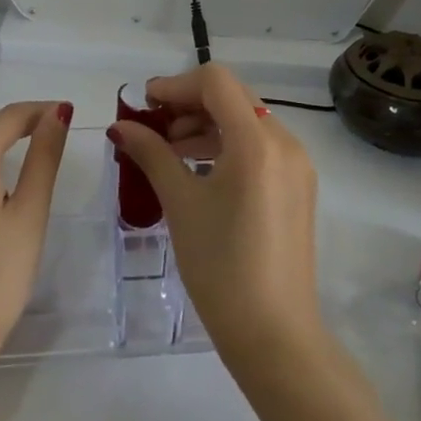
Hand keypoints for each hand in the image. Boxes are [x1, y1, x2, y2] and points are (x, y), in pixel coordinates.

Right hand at [106, 65, 321, 369]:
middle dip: (189, 103)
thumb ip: (151, 154)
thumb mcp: (181, 205)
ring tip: (170, 151)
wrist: (277, 339)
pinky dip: (227, 144)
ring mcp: (296, 164)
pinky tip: (199, 169)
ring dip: (206, 123)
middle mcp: (284, 141)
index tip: (144, 104)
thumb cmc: (222, 269)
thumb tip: (121, 126)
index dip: (176, 84)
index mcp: (257, 141)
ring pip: (246, 119)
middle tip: (153, 127)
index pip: (215, 81)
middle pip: (232, 95)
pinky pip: (259, 145)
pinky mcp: (298, 185)